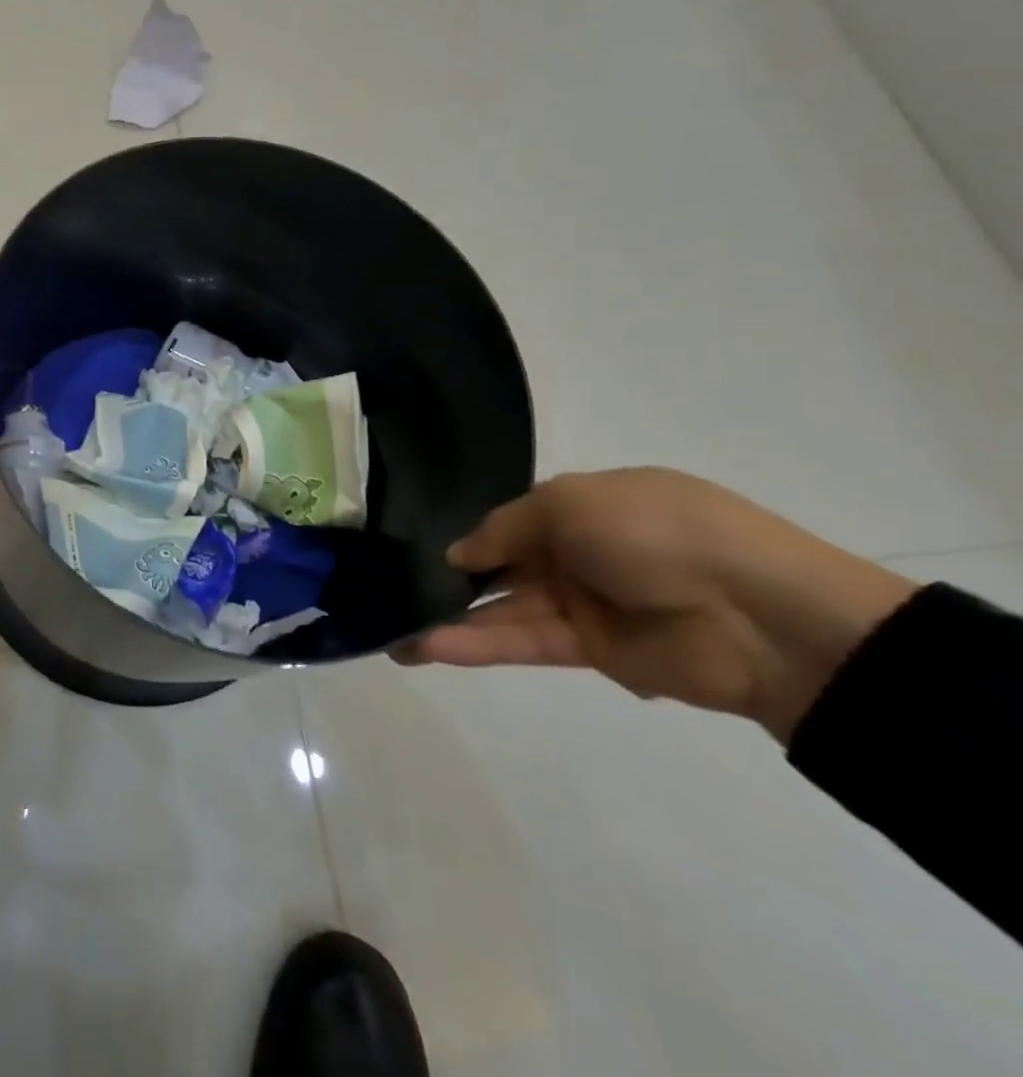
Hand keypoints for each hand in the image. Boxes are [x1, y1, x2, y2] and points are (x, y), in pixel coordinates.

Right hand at [395, 469, 919, 741]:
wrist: (765, 616)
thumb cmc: (659, 532)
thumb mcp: (570, 504)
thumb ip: (504, 529)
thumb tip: (459, 554)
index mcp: (582, 506)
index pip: (510, 521)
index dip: (467, 534)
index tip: (415, 548)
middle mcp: (578, 552)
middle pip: (501, 566)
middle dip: (449, 580)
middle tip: (391, 594)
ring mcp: (584, 603)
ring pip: (504, 608)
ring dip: (451, 620)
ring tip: (394, 633)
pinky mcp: (591, 651)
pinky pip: (524, 641)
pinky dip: (477, 644)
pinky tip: (427, 646)